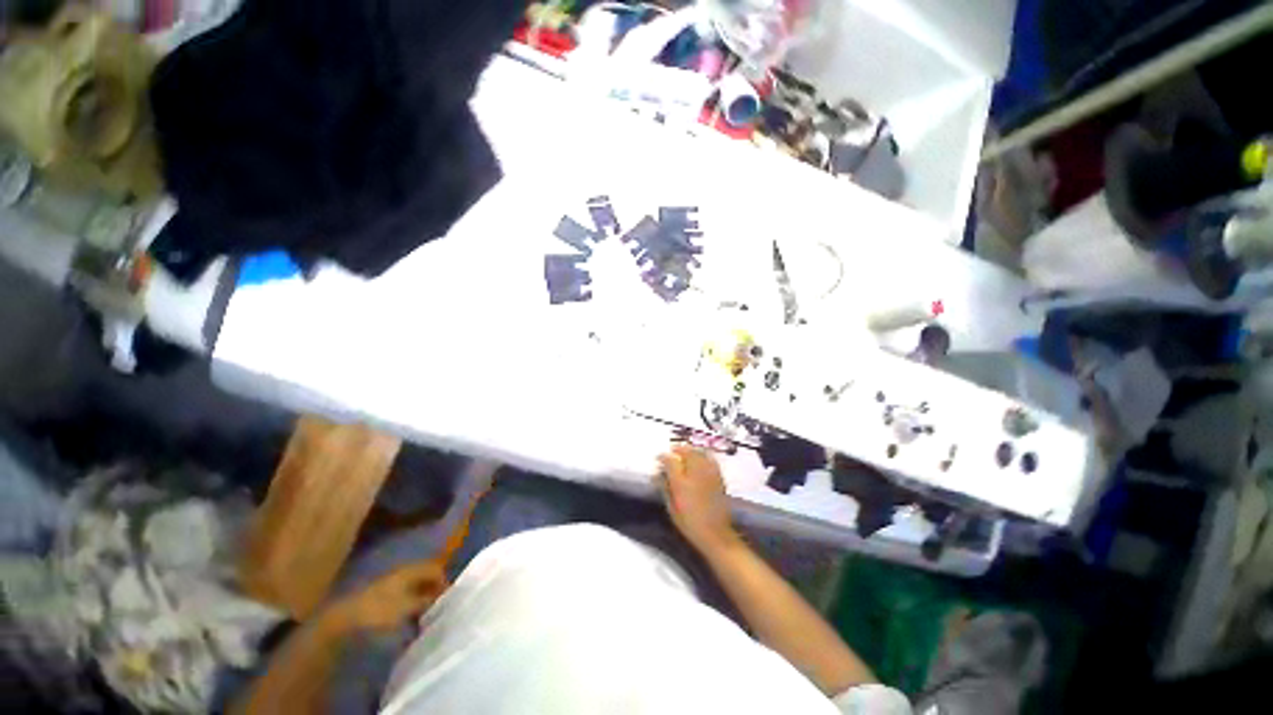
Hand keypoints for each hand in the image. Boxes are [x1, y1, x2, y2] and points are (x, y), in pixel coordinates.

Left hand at [333, 562, 445, 631]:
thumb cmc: (379, 611)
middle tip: (440, 608)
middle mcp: (402, 574)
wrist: (343, 622)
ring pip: (415, 589)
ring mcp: (390, 587)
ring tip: (427, 618)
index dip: (445, 581)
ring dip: (423, 601)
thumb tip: (442, 598)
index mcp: (410, 570)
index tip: (450, 599)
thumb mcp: (408, 606)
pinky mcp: (381, 600)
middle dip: (434, 591)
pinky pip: (404, 599)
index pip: (436, 569)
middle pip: (425, 578)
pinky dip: (411, 608)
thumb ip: (427, 601)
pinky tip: (410, 623)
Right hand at [659, 446, 737, 553]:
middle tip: (671, 452)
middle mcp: (695, 474)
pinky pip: (710, 458)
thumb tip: (657, 474)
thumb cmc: (689, 523)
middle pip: (686, 452)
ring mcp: (709, 473)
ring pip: (698, 452)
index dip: (663, 457)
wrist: (715, 533)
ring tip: (684, 453)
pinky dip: (702, 455)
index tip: (658, 458)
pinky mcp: (718, 476)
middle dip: (677, 449)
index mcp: (681, 483)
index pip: (670, 461)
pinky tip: (699, 458)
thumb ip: (664, 488)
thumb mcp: (671, 508)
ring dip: (690, 450)